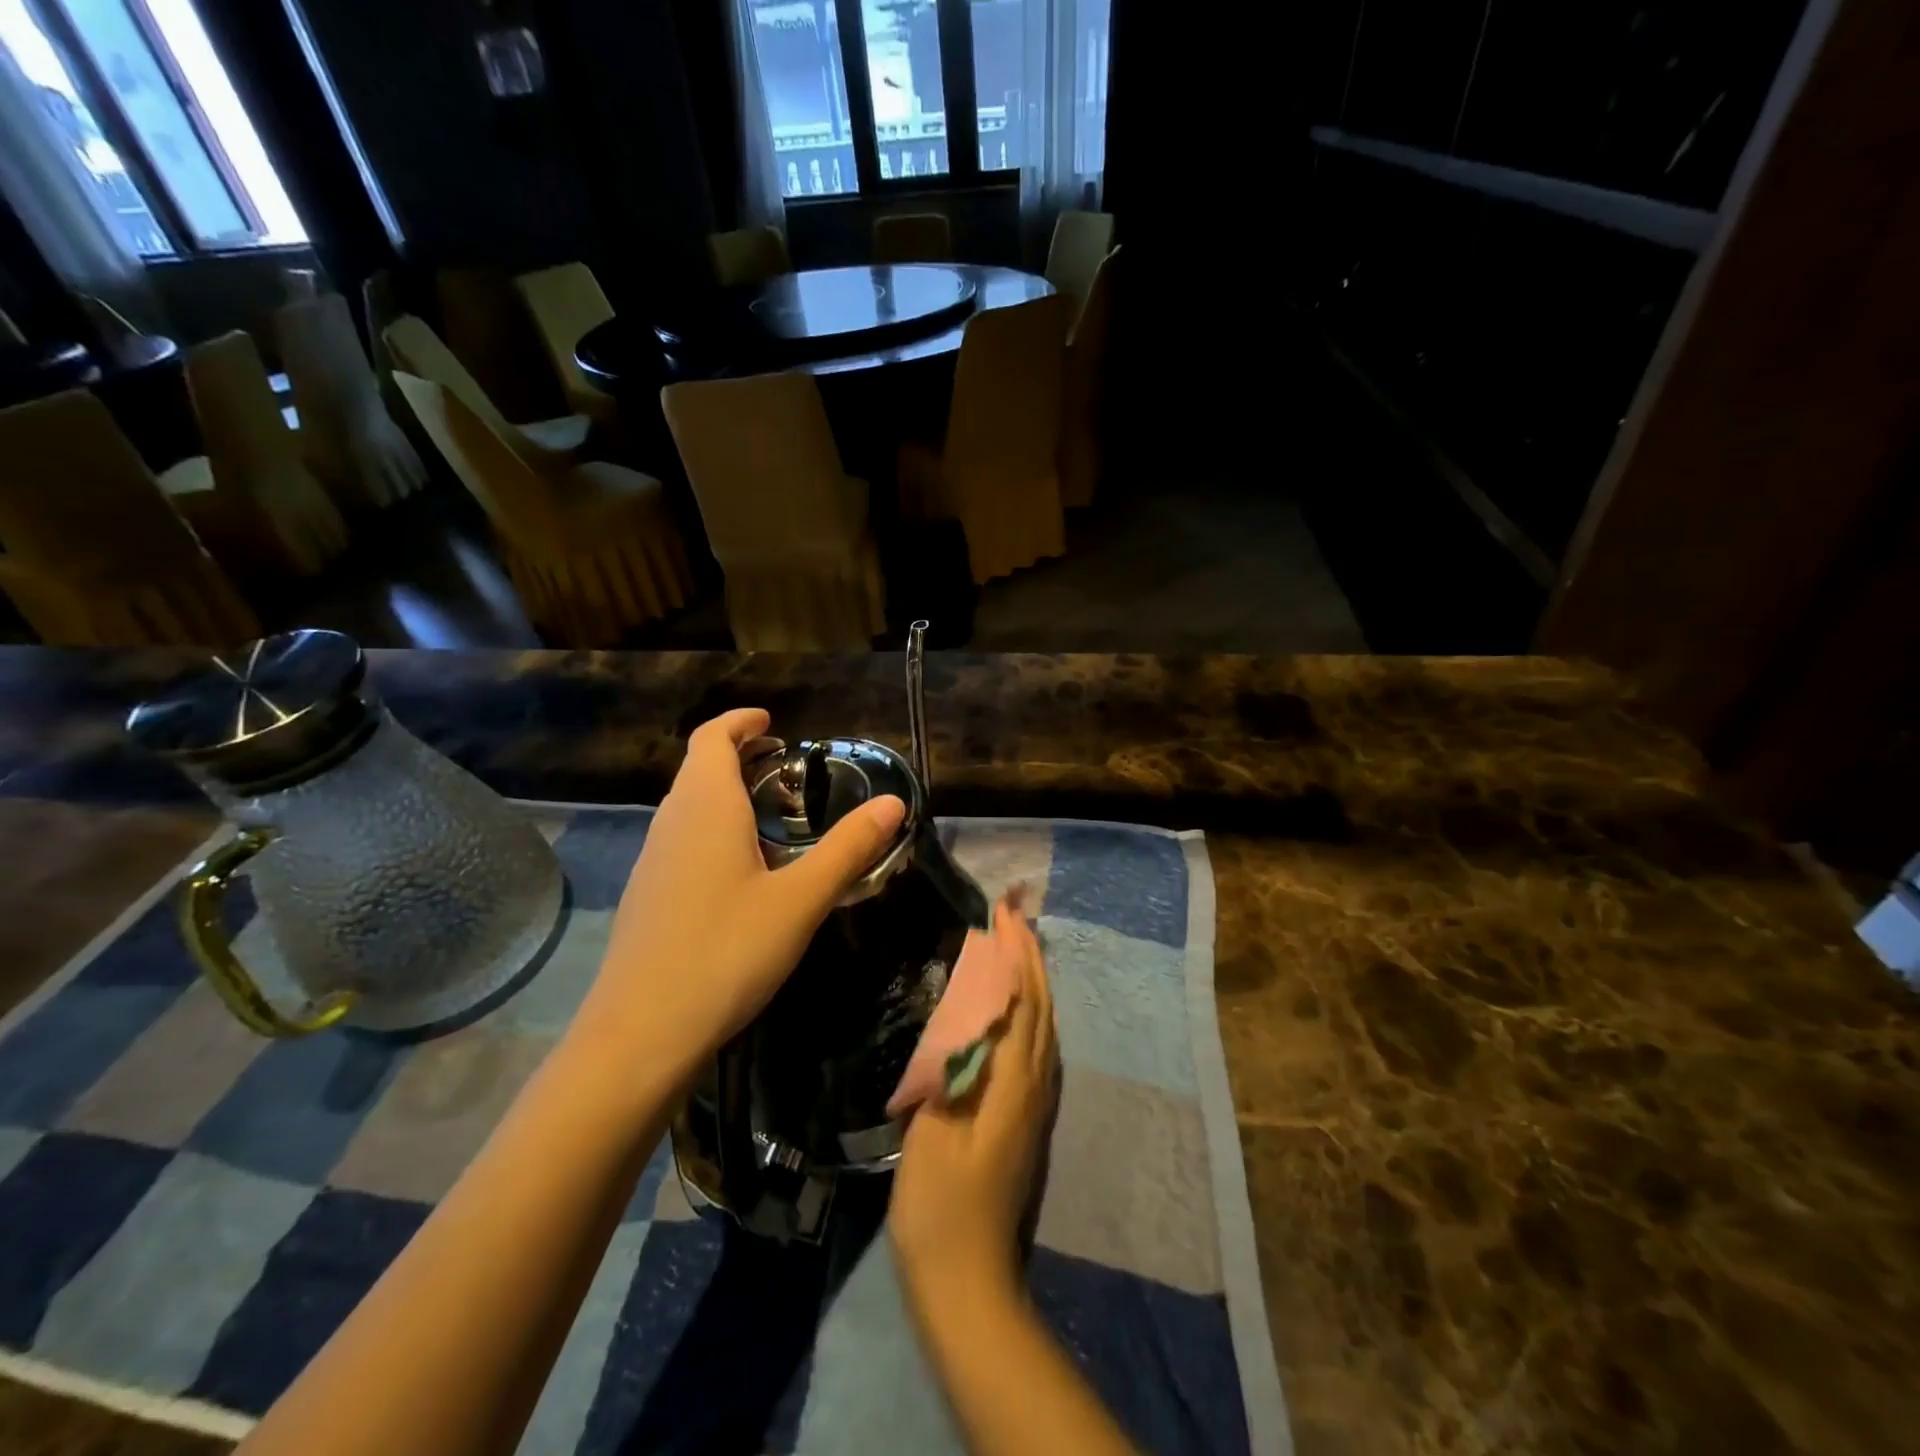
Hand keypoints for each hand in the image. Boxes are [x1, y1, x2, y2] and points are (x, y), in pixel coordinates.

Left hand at [576, 708, 904, 1086]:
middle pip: (699, 768)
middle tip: (785, 766)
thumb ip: (848, 848)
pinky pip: (682, 840)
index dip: (740, 722)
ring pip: (688, 806)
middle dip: (738, 755)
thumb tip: (893, 801)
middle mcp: (671, 823)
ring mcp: (652, 861)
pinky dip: (713, 830)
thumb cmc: (726, 952)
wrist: (641, 1034)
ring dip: (725, 794)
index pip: (712, 738)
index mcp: (705, 807)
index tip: (773, 722)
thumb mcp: (800, 900)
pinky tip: (741, 871)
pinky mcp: (647, 896)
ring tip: (771, 815)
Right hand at [889, 900, 1057, 1300]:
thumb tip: (974, 1008)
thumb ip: (958, 1067)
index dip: (1016, 954)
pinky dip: (1029, 1011)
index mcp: (1013, 1082)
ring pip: (1044, 1026)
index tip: (1004, 912)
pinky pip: (1036, 1045)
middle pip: (1041, 1007)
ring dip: (1033, 980)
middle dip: (1030, 957)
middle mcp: (1034, 1085)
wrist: (965, 1280)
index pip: (1022, 1001)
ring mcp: (1034, 1104)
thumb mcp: (937, 1130)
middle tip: (1013, 915)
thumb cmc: (940, 1204)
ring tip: (1016, 948)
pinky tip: (1012, 1010)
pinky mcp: (1024, 1119)